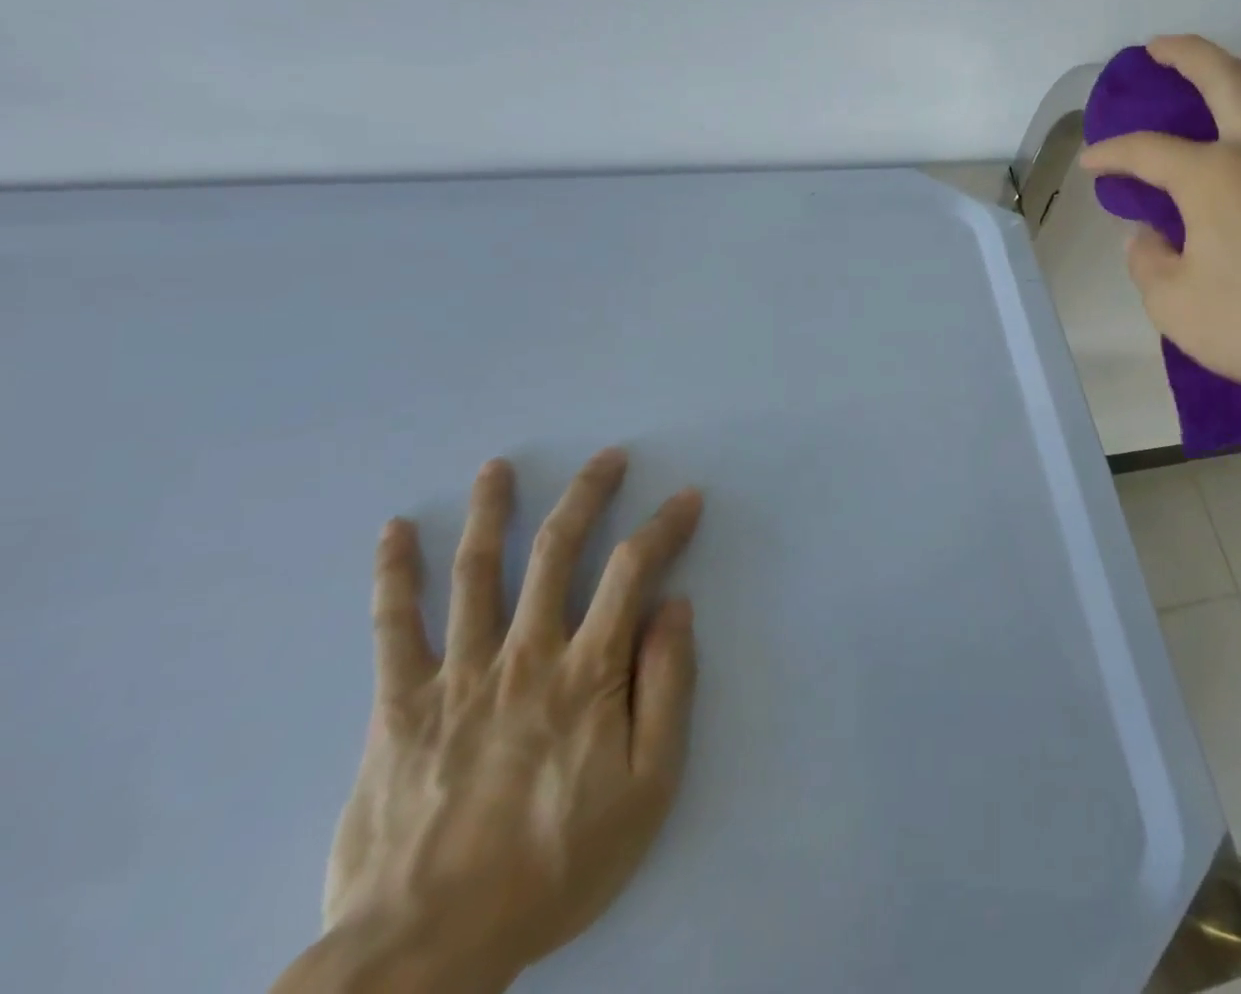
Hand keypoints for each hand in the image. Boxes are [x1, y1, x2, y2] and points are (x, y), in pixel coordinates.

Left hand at [314, 449, 700, 989]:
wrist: (424, 953)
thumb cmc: (554, 867)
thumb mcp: (647, 787)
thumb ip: (666, 688)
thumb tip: (676, 607)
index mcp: (586, 672)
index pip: (633, 570)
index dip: (665, 526)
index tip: (686, 498)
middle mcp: (524, 653)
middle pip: (557, 550)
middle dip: (587, 494)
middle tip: (607, 456)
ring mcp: (457, 674)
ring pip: (477, 571)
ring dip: (492, 511)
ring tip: (498, 467)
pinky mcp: (399, 706)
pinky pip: (394, 628)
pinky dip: (394, 575)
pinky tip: (395, 532)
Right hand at [1079, 35, 1240, 427]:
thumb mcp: (1174, 307)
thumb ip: (1149, 263)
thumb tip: (1150, 237)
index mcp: (1216, 177)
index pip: (1147, 150)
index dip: (1111, 153)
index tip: (1091, 163)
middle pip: (1227, 78)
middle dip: (1186, 54)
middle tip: (1160, 48)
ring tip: (1232, 124)